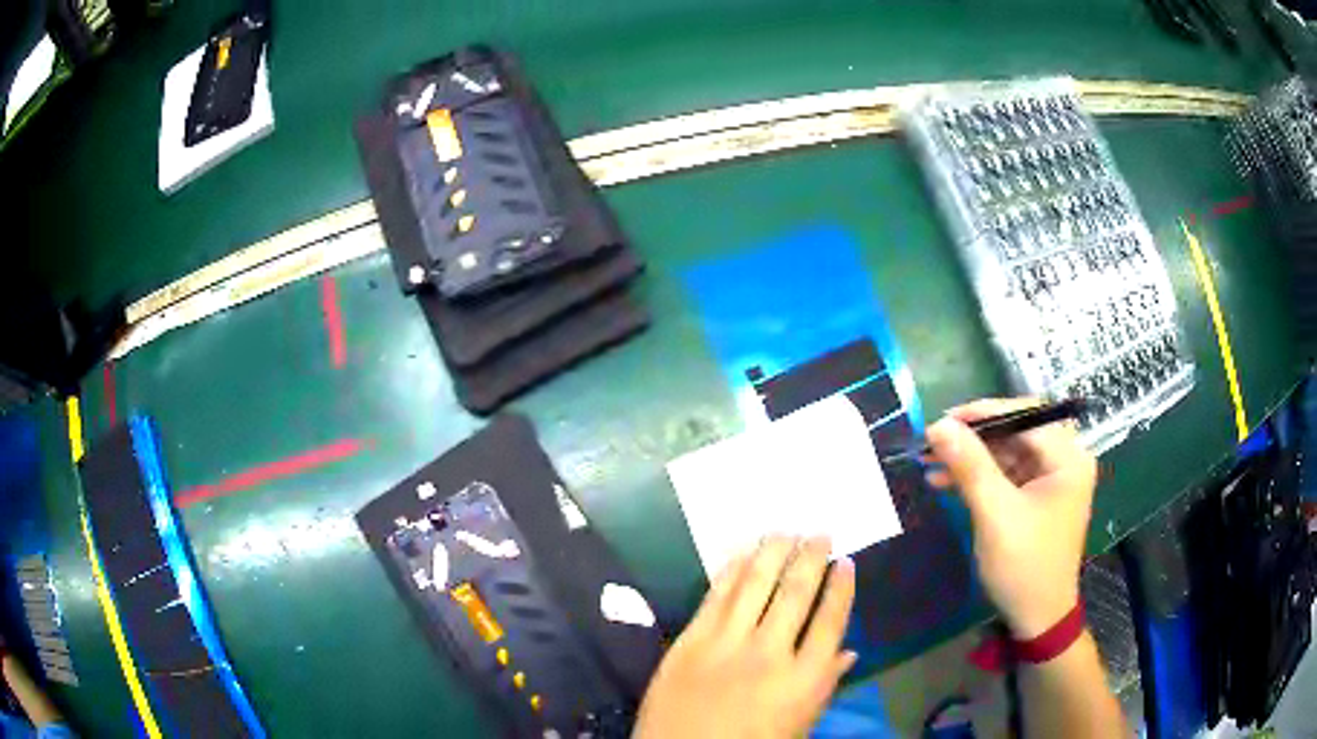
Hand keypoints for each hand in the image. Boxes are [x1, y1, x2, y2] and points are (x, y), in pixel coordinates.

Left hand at [633, 536, 856, 738]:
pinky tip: (742, 552)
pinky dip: (731, 570)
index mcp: (804, 680)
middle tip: (820, 532)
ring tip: (786, 529)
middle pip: (797, 594)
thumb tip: (850, 652)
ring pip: (756, 585)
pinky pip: (715, 597)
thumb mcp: (799, 726)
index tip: (846, 561)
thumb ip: (825, 686)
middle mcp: (770, 654)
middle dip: (811, 557)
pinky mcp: (690, 641)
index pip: (831, 621)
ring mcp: (726, 644)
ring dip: (773, 552)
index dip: (841, 588)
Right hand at [925, 398, 1097, 639]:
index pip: (1025, 416)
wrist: (1037, 618)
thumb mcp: (995, 514)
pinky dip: (979, 477)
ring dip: (971, 458)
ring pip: (1007, 453)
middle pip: (1016, 432)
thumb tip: (938, 426)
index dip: (983, 414)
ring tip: (930, 463)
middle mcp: (1065, 461)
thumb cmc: (1024, 565)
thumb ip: (970, 465)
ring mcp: (1052, 480)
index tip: (943, 421)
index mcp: (1068, 458)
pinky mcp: (1037, 498)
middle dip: (974, 438)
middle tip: (934, 441)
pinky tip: (947, 481)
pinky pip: (1006, 475)